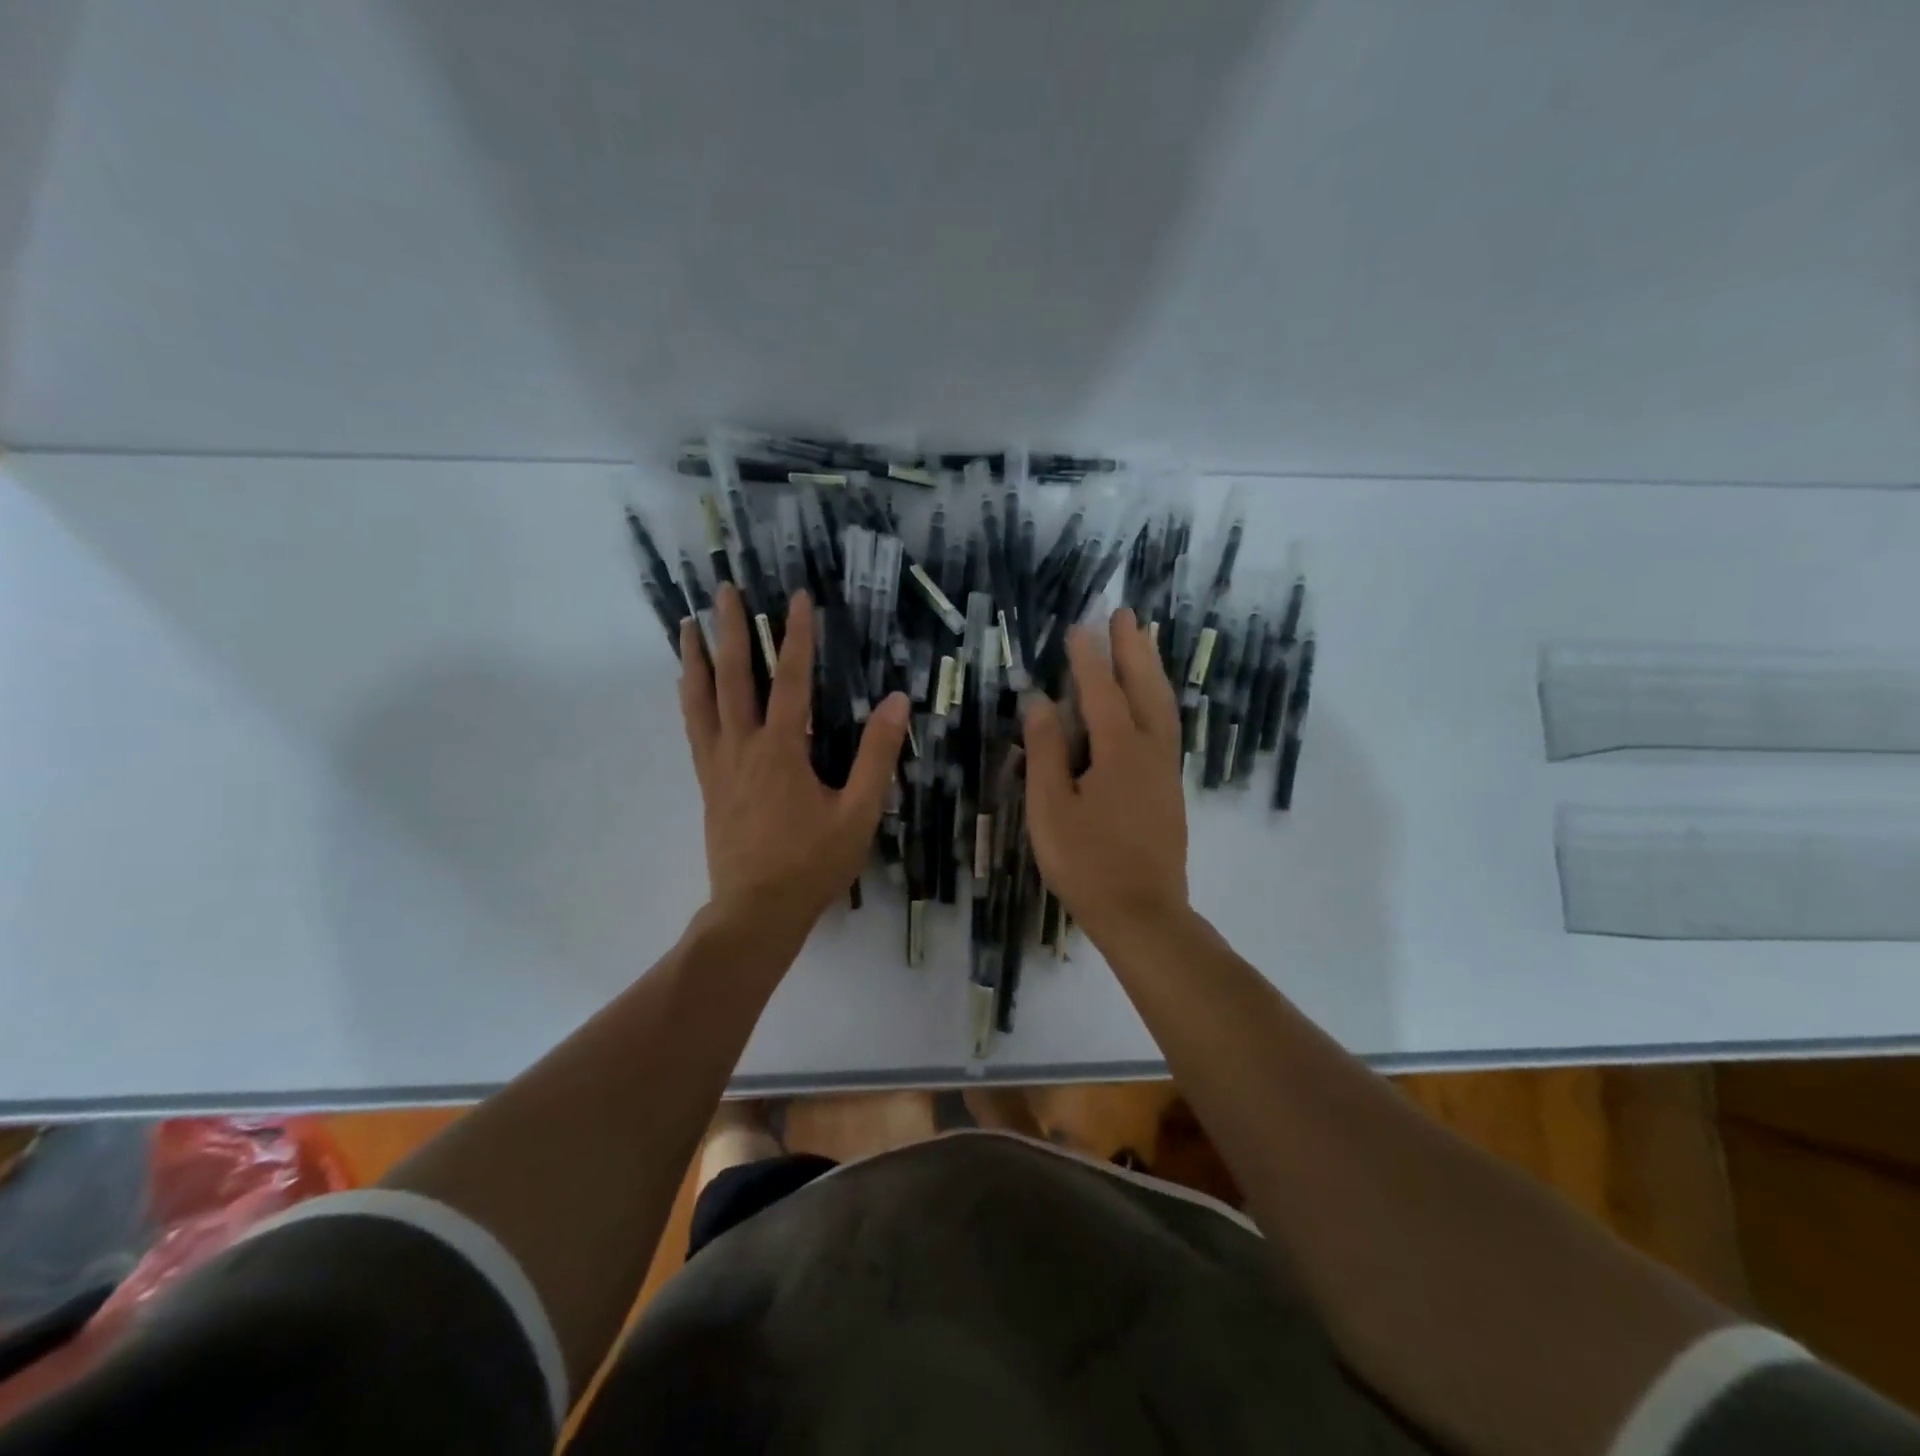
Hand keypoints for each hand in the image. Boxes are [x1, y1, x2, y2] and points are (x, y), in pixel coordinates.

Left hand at [680, 585, 908, 939]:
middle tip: (721, 589)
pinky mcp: (708, 784)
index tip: (795, 597)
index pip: (792, 679)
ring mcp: (719, 765)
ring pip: (702, 700)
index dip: (796, 635)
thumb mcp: (858, 812)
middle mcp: (743, 747)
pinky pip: (693, 730)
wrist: (756, 911)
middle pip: (734, 677)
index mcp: (782, 749)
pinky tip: (687, 688)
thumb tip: (898, 702)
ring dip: (697, 659)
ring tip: (688, 626)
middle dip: (730, 630)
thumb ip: (876, 755)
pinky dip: (689, 700)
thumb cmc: (813, 863)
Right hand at [1023, 608, 1189, 942]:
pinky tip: (1151, 703)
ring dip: (1152, 670)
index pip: (1101, 692)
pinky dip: (1159, 699)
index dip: (1088, 658)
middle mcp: (1151, 751)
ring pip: (1163, 706)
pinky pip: (1167, 727)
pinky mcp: (1170, 790)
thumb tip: (1040, 702)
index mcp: (1119, 751)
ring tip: (1145, 642)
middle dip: (1133, 649)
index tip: (1080, 626)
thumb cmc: (1086, 862)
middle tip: (1126, 614)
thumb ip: (1046, 751)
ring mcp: (1166, 771)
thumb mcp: (1051, 808)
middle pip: (1145, 688)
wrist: (1142, 913)